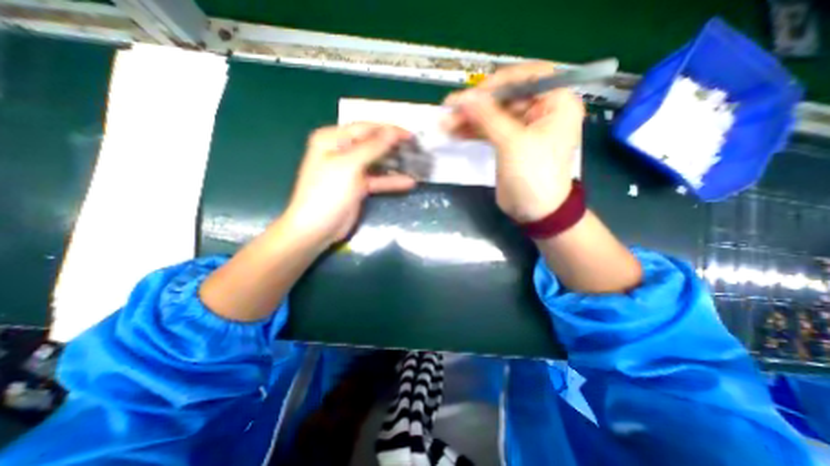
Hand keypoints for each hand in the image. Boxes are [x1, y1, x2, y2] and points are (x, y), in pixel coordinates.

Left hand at [283, 121, 414, 246]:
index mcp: (332, 139)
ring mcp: (350, 170)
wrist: (317, 228)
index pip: (365, 128)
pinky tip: (408, 182)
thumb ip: (372, 147)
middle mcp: (341, 151)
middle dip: (393, 145)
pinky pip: (377, 180)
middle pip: (372, 144)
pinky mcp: (358, 187)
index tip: (410, 135)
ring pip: (376, 162)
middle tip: (415, 148)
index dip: (388, 130)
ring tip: (415, 162)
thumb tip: (393, 132)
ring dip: (394, 163)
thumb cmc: (328, 193)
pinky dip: (391, 181)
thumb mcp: (349, 165)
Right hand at [444, 61, 584, 221]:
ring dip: (470, 119)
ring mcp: (523, 128)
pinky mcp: (509, 143)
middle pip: (505, 97)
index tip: (472, 94)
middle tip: (450, 110)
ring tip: (447, 124)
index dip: (498, 82)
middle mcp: (541, 110)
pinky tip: (455, 132)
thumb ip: (488, 117)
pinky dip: (473, 131)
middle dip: (477, 104)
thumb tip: (464, 97)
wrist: (536, 211)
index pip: (527, 76)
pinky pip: (490, 130)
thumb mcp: (512, 143)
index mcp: (556, 102)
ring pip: (494, 115)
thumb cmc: (534, 175)